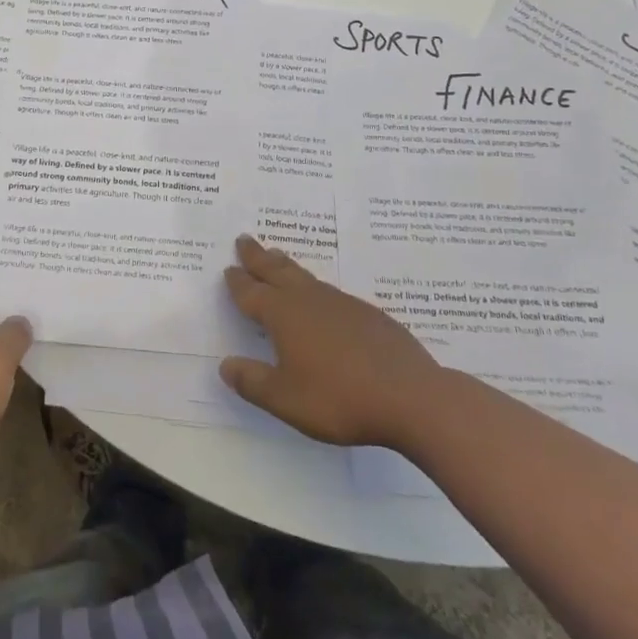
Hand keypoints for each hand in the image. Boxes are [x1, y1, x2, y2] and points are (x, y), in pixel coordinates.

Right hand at [220, 235, 442, 447]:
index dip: (238, 282)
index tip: (228, 268)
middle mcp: (309, 300)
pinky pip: (331, 291)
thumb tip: (225, 365)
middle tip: (245, 239)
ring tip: (277, 256)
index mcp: (284, 315)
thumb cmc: (340, 398)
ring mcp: (341, 303)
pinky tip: (323, 299)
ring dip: (286, 265)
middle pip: (277, 271)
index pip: (252, 293)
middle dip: (258, 256)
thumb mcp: (286, 399)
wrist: (412, 396)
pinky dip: (315, 286)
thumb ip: (253, 382)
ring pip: (305, 276)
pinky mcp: (368, 314)